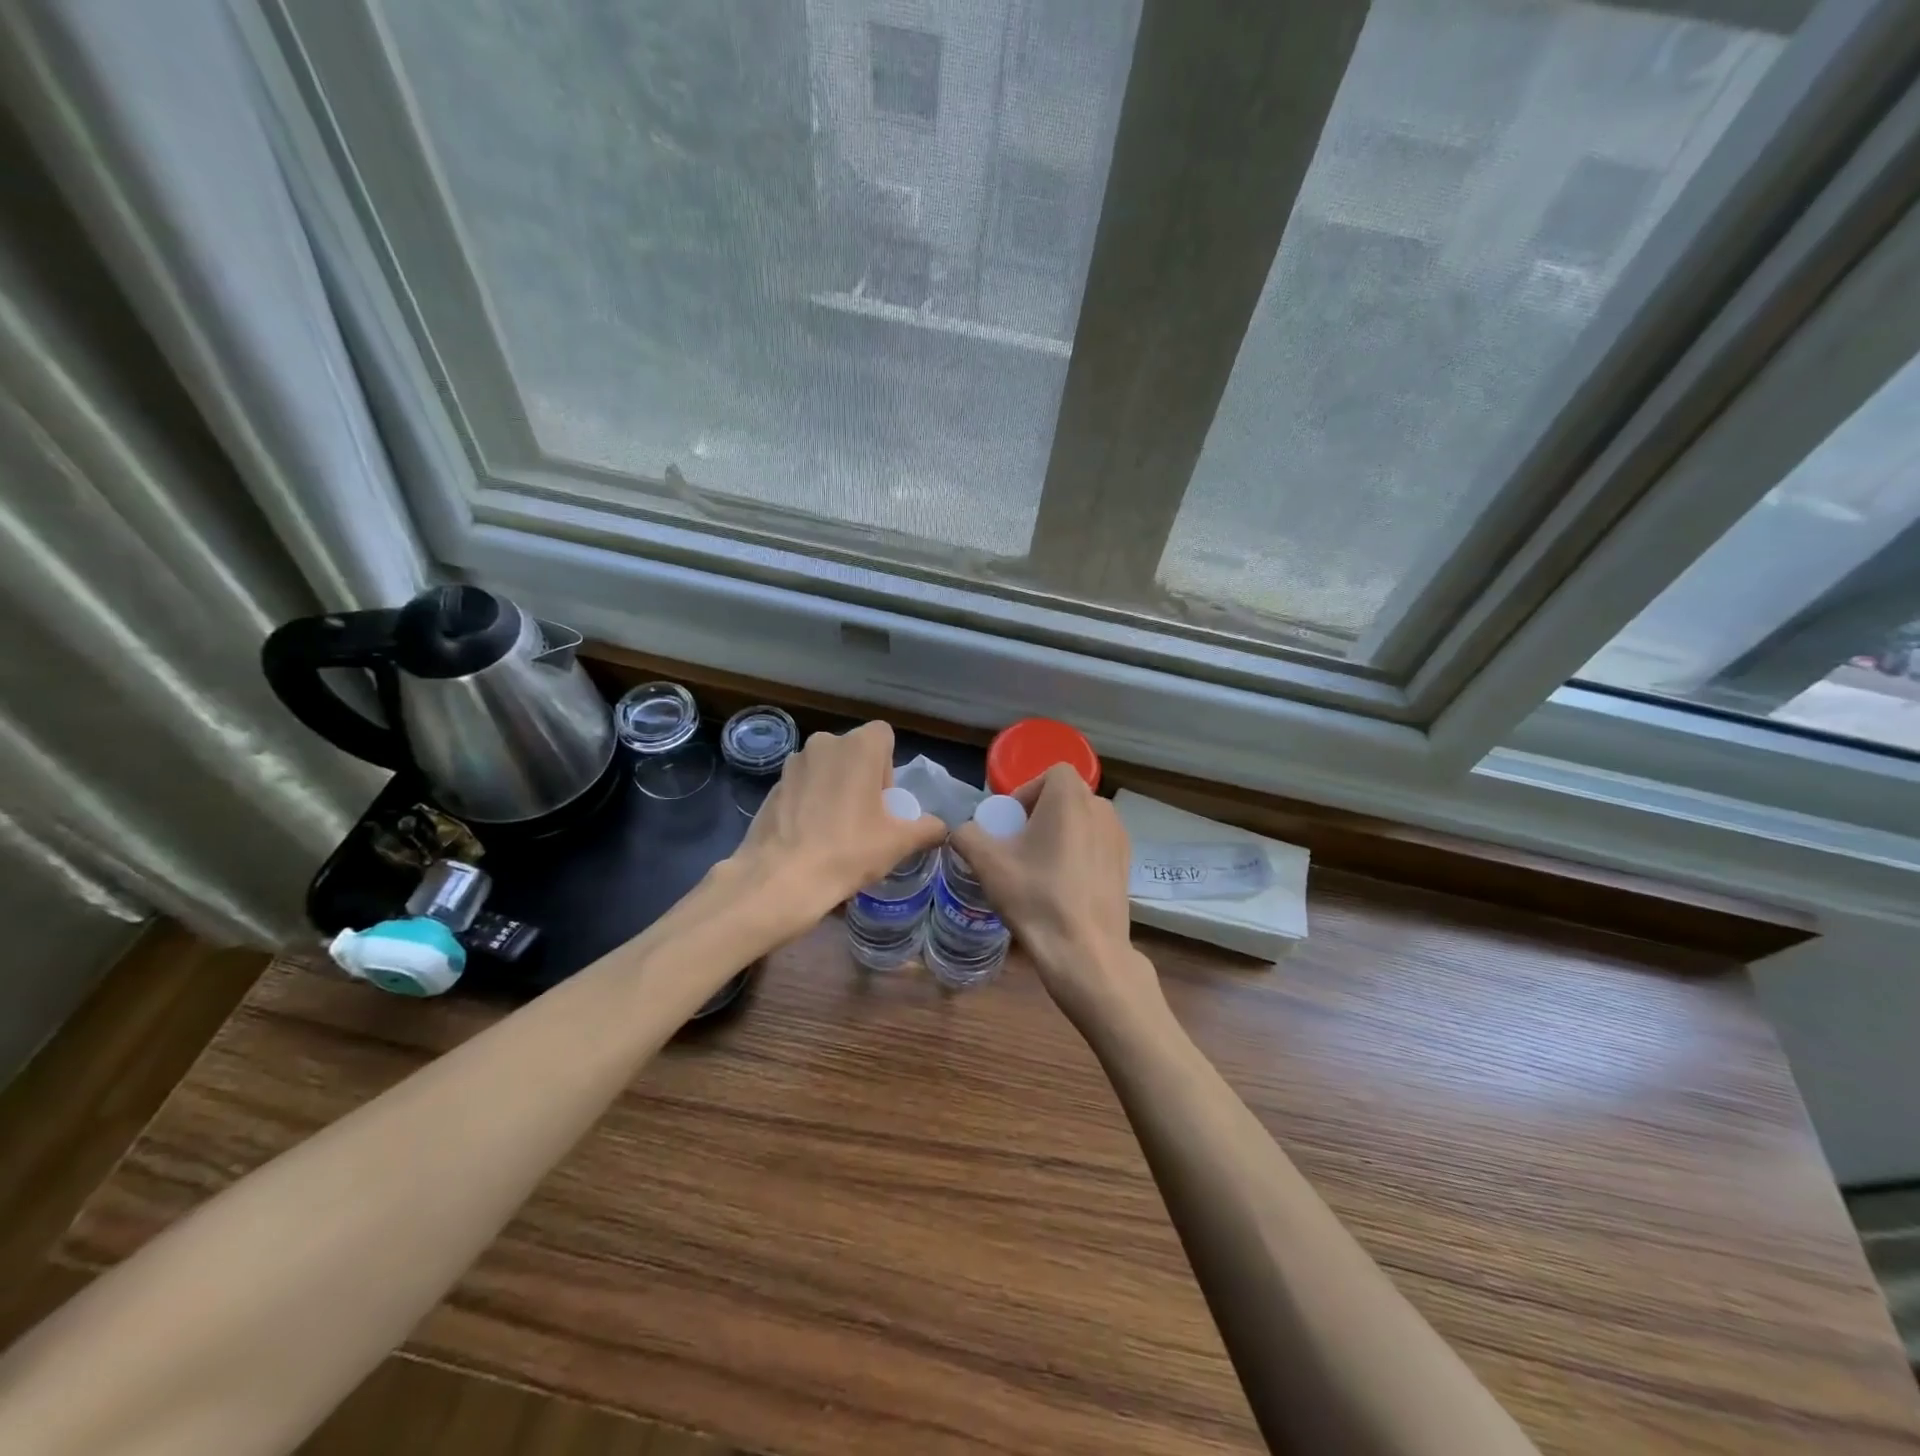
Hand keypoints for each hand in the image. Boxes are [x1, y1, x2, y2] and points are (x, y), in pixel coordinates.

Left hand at [730, 720, 946, 929]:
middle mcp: (824, 743)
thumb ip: (927, 828)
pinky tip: (809, 837)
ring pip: (825, 768)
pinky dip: (808, 802)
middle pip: (854, 752)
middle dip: (861, 778)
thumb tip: (941, 827)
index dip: (888, 767)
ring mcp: (793, 763)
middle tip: (864, 819)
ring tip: (834, 830)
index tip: (883, 802)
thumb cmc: (848, 851)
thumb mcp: (898, 843)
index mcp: (859, 746)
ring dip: (834, 788)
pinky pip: (801, 786)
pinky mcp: (772, 785)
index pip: (884, 736)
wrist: (782, 878)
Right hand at [952, 764, 1164, 1030]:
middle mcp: (1102, 808)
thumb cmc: (1036, 897)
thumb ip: (967, 836)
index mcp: (1071, 797)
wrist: (1086, 951)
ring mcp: (1120, 837)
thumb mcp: (988, 864)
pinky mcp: (1126, 864)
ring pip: (1082, 822)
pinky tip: (1062, 887)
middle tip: (1018, 846)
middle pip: (1065, 797)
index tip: (1010, 824)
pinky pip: (1096, 845)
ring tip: (1039, 868)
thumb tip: (962, 831)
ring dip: (1059, 834)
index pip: (1050, 773)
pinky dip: (1078, 854)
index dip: (1026, 793)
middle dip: (1040, 815)